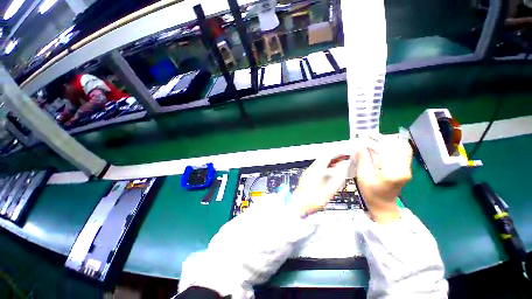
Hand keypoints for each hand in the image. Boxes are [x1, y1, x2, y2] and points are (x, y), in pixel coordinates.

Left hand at [290, 155, 352, 216]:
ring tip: (339, 165)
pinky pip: (317, 167)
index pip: (327, 156)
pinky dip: (325, 167)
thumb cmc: (313, 199)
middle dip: (334, 157)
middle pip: (323, 158)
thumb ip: (339, 177)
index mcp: (316, 169)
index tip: (344, 154)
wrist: (298, 205)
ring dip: (329, 162)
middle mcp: (311, 168)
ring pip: (319, 163)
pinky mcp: (306, 176)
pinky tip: (329, 173)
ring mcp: (307, 172)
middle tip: (343, 159)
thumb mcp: (330, 189)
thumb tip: (344, 167)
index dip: (337, 154)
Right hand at [355, 134, 412, 223]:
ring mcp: (407, 168)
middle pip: (397, 146)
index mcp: (394, 172)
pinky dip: (393, 146)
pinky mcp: (406, 168)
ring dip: (388, 141)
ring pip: (401, 147)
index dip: (375, 139)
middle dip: (381, 138)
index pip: (388, 149)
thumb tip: (360, 144)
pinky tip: (383, 145)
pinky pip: (403, 152)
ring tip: (374, 140)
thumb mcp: (363, 176)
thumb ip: (362, 159)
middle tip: (367, 136)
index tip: (364, 135)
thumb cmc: (371, 192)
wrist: (383, 205)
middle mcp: (405, 168)